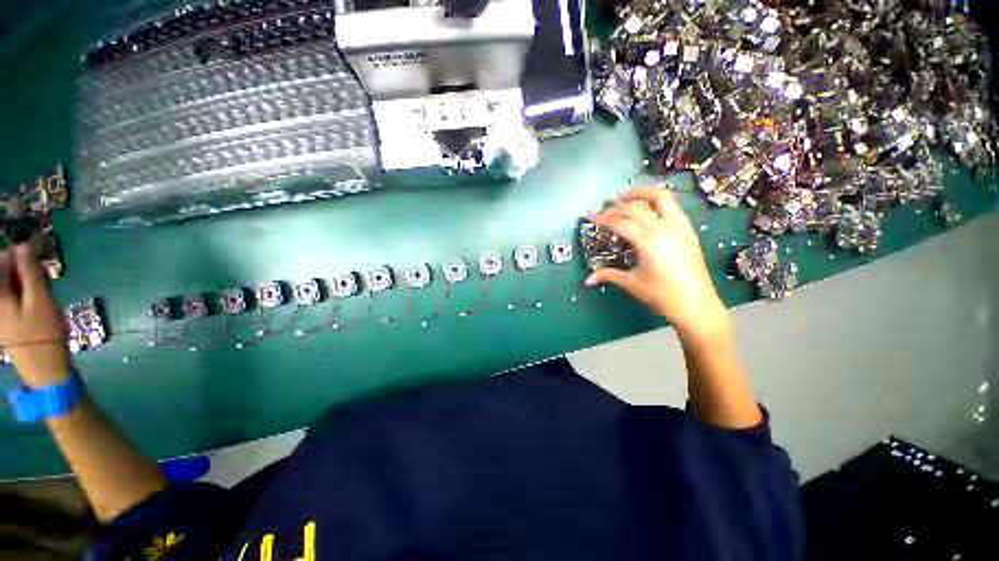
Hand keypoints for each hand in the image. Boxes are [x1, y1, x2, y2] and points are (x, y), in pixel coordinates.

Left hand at [0, 244, 71, 386]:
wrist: (44, 366)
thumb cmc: (43, 331)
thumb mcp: (40, 299)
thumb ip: (29, 271)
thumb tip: (24, 246)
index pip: (2, 260)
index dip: (19, 253)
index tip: (38, 251)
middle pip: (3, 272)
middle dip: (22, 267)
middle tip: (43, 272)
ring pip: (8, 283)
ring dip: (24, 279)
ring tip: (42, 286)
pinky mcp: (4, 318)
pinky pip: (10, 295)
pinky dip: (23, 291)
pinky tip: (35, 297)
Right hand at [585, 187, 729, 344]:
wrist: (696, 304)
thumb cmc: (661, 294)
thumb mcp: (631, 283)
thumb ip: (608, 275)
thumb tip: (588, 280)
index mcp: (647, 240)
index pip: (620, 221)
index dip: (602, 218)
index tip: (590, 216)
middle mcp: (664, 227)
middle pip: (636, 207)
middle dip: (616, 207)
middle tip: (604, 211)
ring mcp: (679, 226)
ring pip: (661, 197)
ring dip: (642, 193)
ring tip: (627, 195)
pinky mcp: (688, 230)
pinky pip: (672, 206)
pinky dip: (657, 201)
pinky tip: (648, 209)